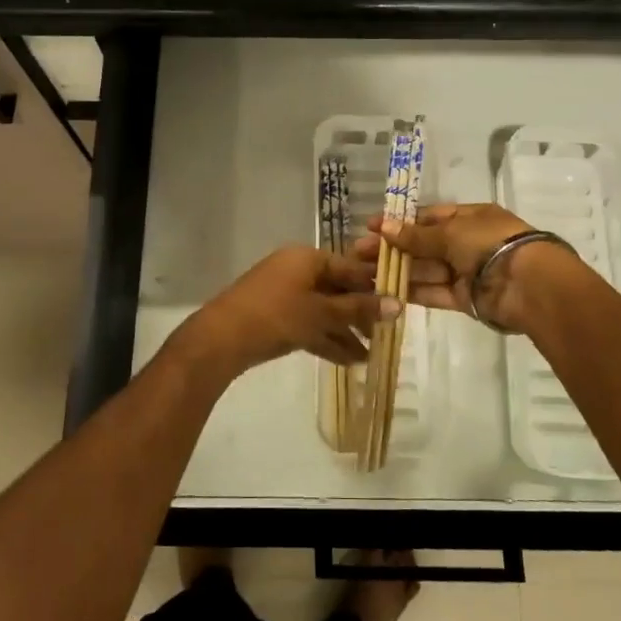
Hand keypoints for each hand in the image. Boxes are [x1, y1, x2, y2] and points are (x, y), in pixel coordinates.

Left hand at [170, 246, 399, 381]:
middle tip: (384, 335)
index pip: (350, 268)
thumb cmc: (277, 315)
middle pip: (337, 290)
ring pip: (324, 311)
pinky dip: (326, 340)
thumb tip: (398, 304)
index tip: (398, 306)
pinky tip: (348, 361)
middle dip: (360, 314)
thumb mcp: (322, 313)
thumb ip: (359, 309)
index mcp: (308, 258)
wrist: (222, 338)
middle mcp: (297, 270)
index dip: (374, 287)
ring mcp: (284, 294)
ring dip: (345, 332)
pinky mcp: (276, 317)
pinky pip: (309, 324)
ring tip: (369, 356)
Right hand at [353, 202, 578, 334]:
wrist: (528, 284)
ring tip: (364, 275)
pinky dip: (413, 292)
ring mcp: (465, 272)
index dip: (400, 223)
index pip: (428, 218)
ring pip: (425, 270)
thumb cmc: (490, 243)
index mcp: (469, 218)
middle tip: (357, 254)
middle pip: (423, 245)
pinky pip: (434, 292)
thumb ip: (416, 235)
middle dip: (392, 248)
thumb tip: (384, 227)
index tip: (370, 228)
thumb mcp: (450, 232)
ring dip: (398, 271)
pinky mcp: (464, 299)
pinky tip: (386, 291)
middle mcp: (466, 243)